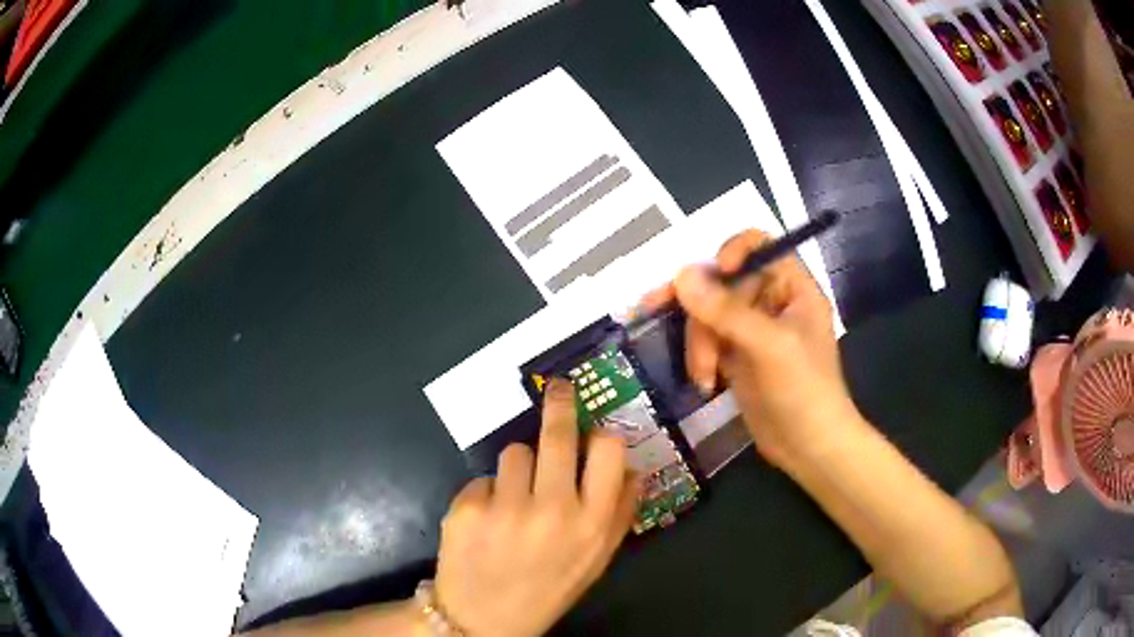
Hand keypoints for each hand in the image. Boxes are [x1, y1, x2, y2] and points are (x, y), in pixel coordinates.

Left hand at [434, 379, 638, 636]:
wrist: (484, 619)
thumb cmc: (547, 588)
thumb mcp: (596, 561)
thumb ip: (620, 514)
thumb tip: (633, 466)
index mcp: (592, 523)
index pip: (608, 449)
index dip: (601, 434)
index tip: (594, 428)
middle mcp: (553, 509)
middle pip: (559, 432)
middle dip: (560, 402)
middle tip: (558, 388)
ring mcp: (507, 507)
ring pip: (515, 451)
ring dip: (518, 468)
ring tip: (513, 501)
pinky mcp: (468, 507)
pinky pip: (484, 477)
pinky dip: (487, 493)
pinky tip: (486, 522)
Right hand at [642, 229, 862, 469]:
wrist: (810, 449)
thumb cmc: (804, 391)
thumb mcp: (770, 347)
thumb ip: (727, 311)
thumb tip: (680, 275)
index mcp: (793, 287)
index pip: (759, 245)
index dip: (732, 250)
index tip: (713, 273)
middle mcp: (772, 301)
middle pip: (724, 281)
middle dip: (702, 310)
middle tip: (657, 309)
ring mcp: (753, 329)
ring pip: (709, 312)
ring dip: (699, 341)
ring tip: (703, 375)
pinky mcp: (738, 355)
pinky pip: (707, 339)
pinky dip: (700, 357)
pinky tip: (704, 381)